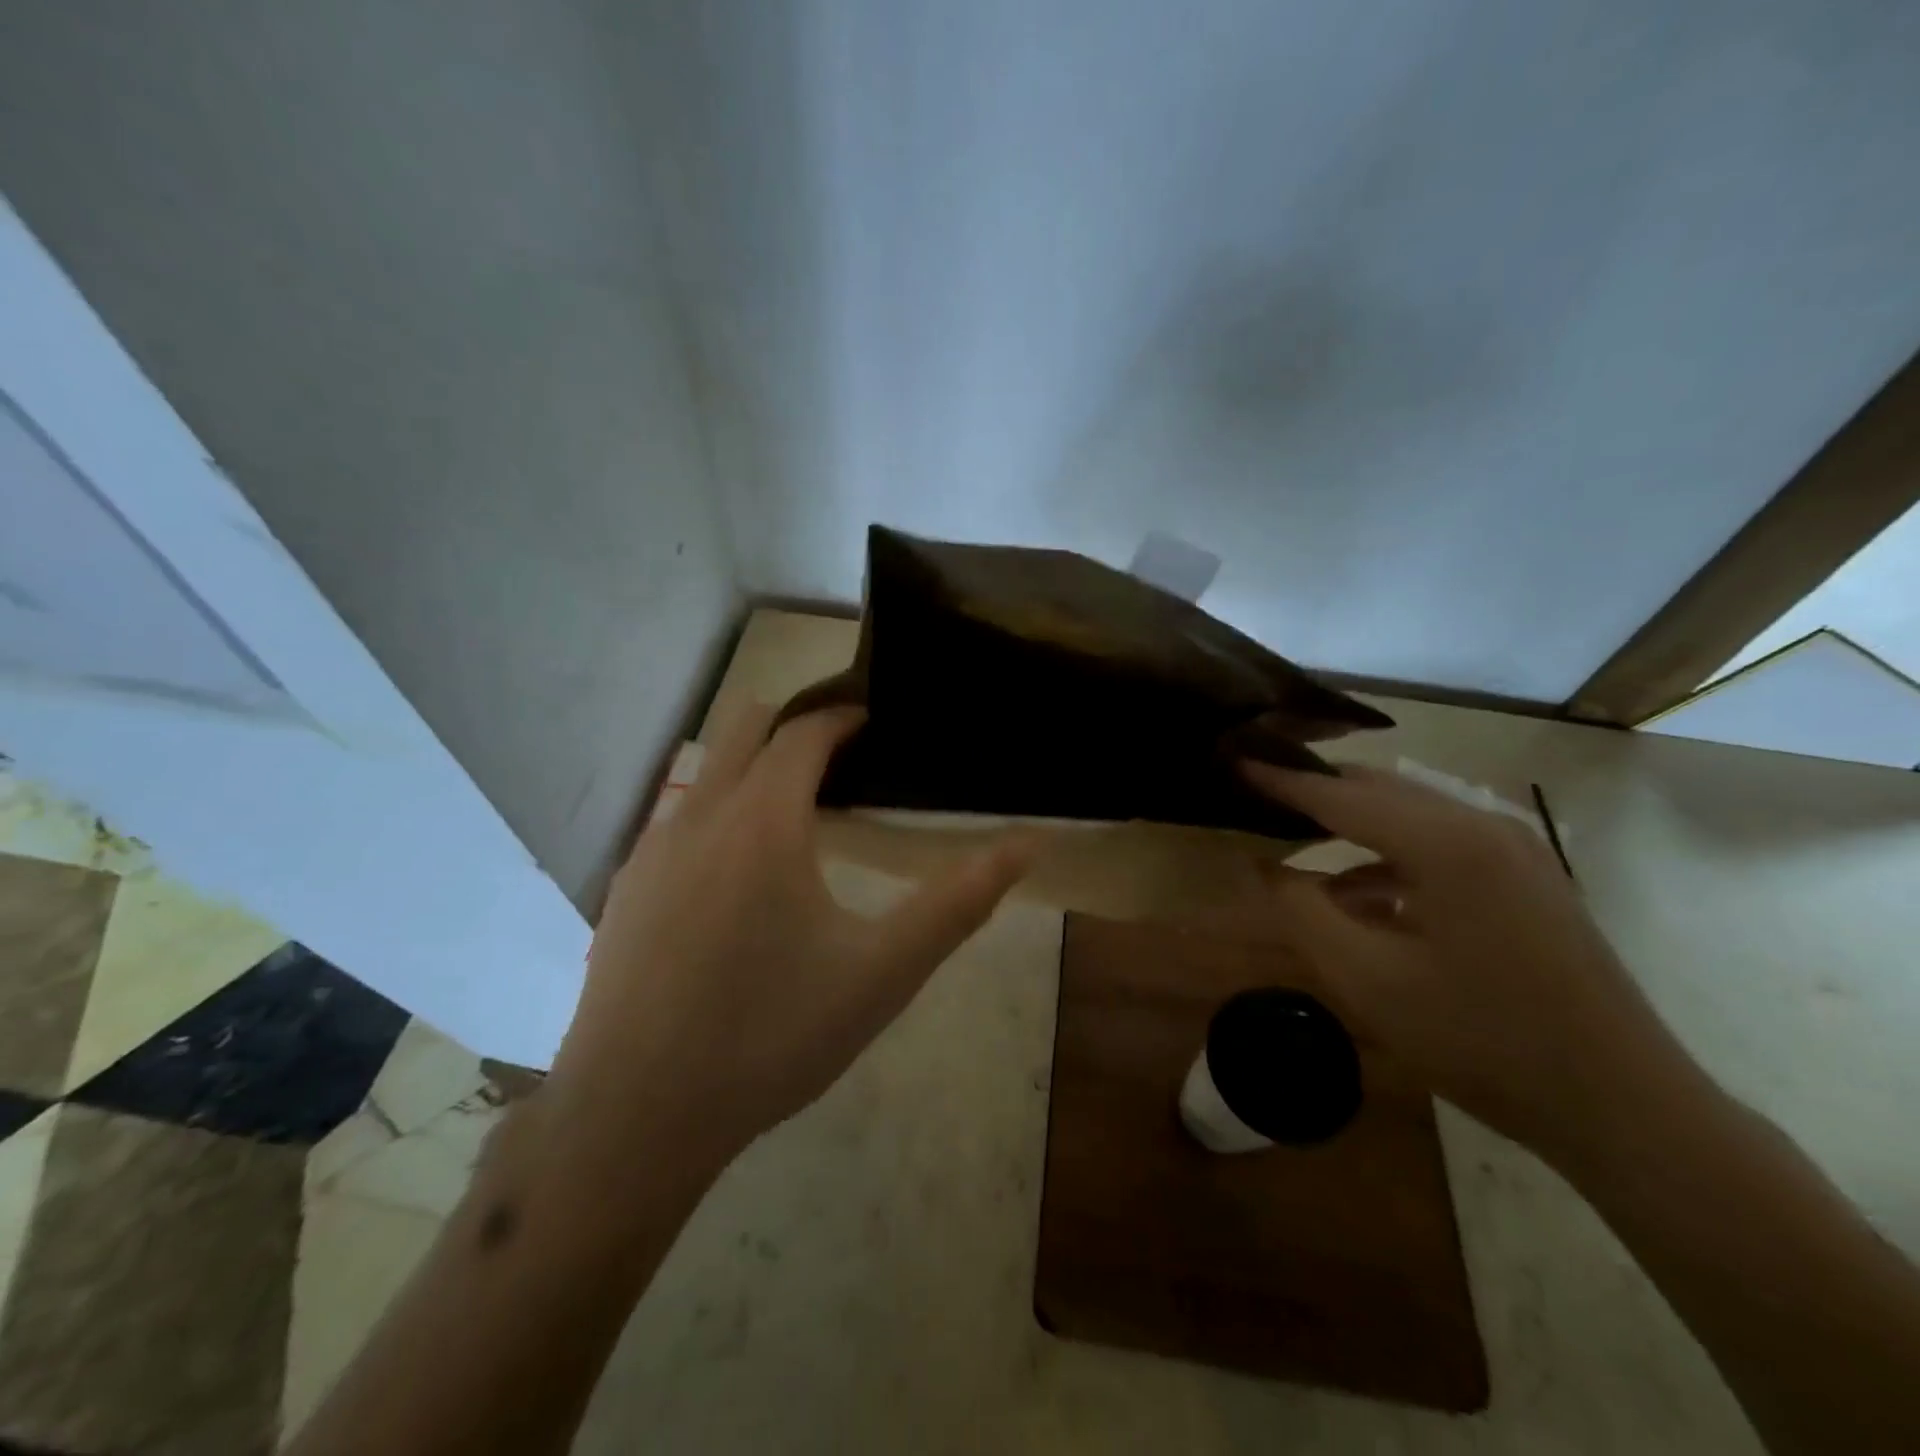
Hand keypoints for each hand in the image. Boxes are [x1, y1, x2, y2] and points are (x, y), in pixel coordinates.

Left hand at [545, 703, 1037, 1171]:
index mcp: (763, 821)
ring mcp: (651, 850)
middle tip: (841, 757)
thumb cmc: (771, 1036)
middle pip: (745, 727)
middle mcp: (699, 815)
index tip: (872, 722)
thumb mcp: (882, 973)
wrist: (635, 1117)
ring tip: (797, 816)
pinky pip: (677, 820)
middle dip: (793, 726)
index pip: (803, 732)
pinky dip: (718, 816)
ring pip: (707, 772)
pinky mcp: (624, 888)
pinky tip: (737, 882)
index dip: (842, 718)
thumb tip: (1028, 844)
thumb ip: (958, 903)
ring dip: (753, 769)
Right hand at [1240, 763, 1699, 1164]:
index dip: (1281, 779)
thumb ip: (1301, 911)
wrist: (1625, 1108)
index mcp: (1445, 844)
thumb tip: (1264, 865)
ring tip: (1298, 842)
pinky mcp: (1527, 878)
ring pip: (1410, 815)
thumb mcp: (1366, 980)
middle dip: (1315, 789)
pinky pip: (1440, 845)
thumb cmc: (1482, 1041)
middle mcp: (1483, 827)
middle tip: (1258, 792)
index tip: (1233, 760)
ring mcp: (1514, 851)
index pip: (1340, 795)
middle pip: (1378, 790)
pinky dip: (1389, 857)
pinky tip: (1360, 895)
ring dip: (1351, 825)